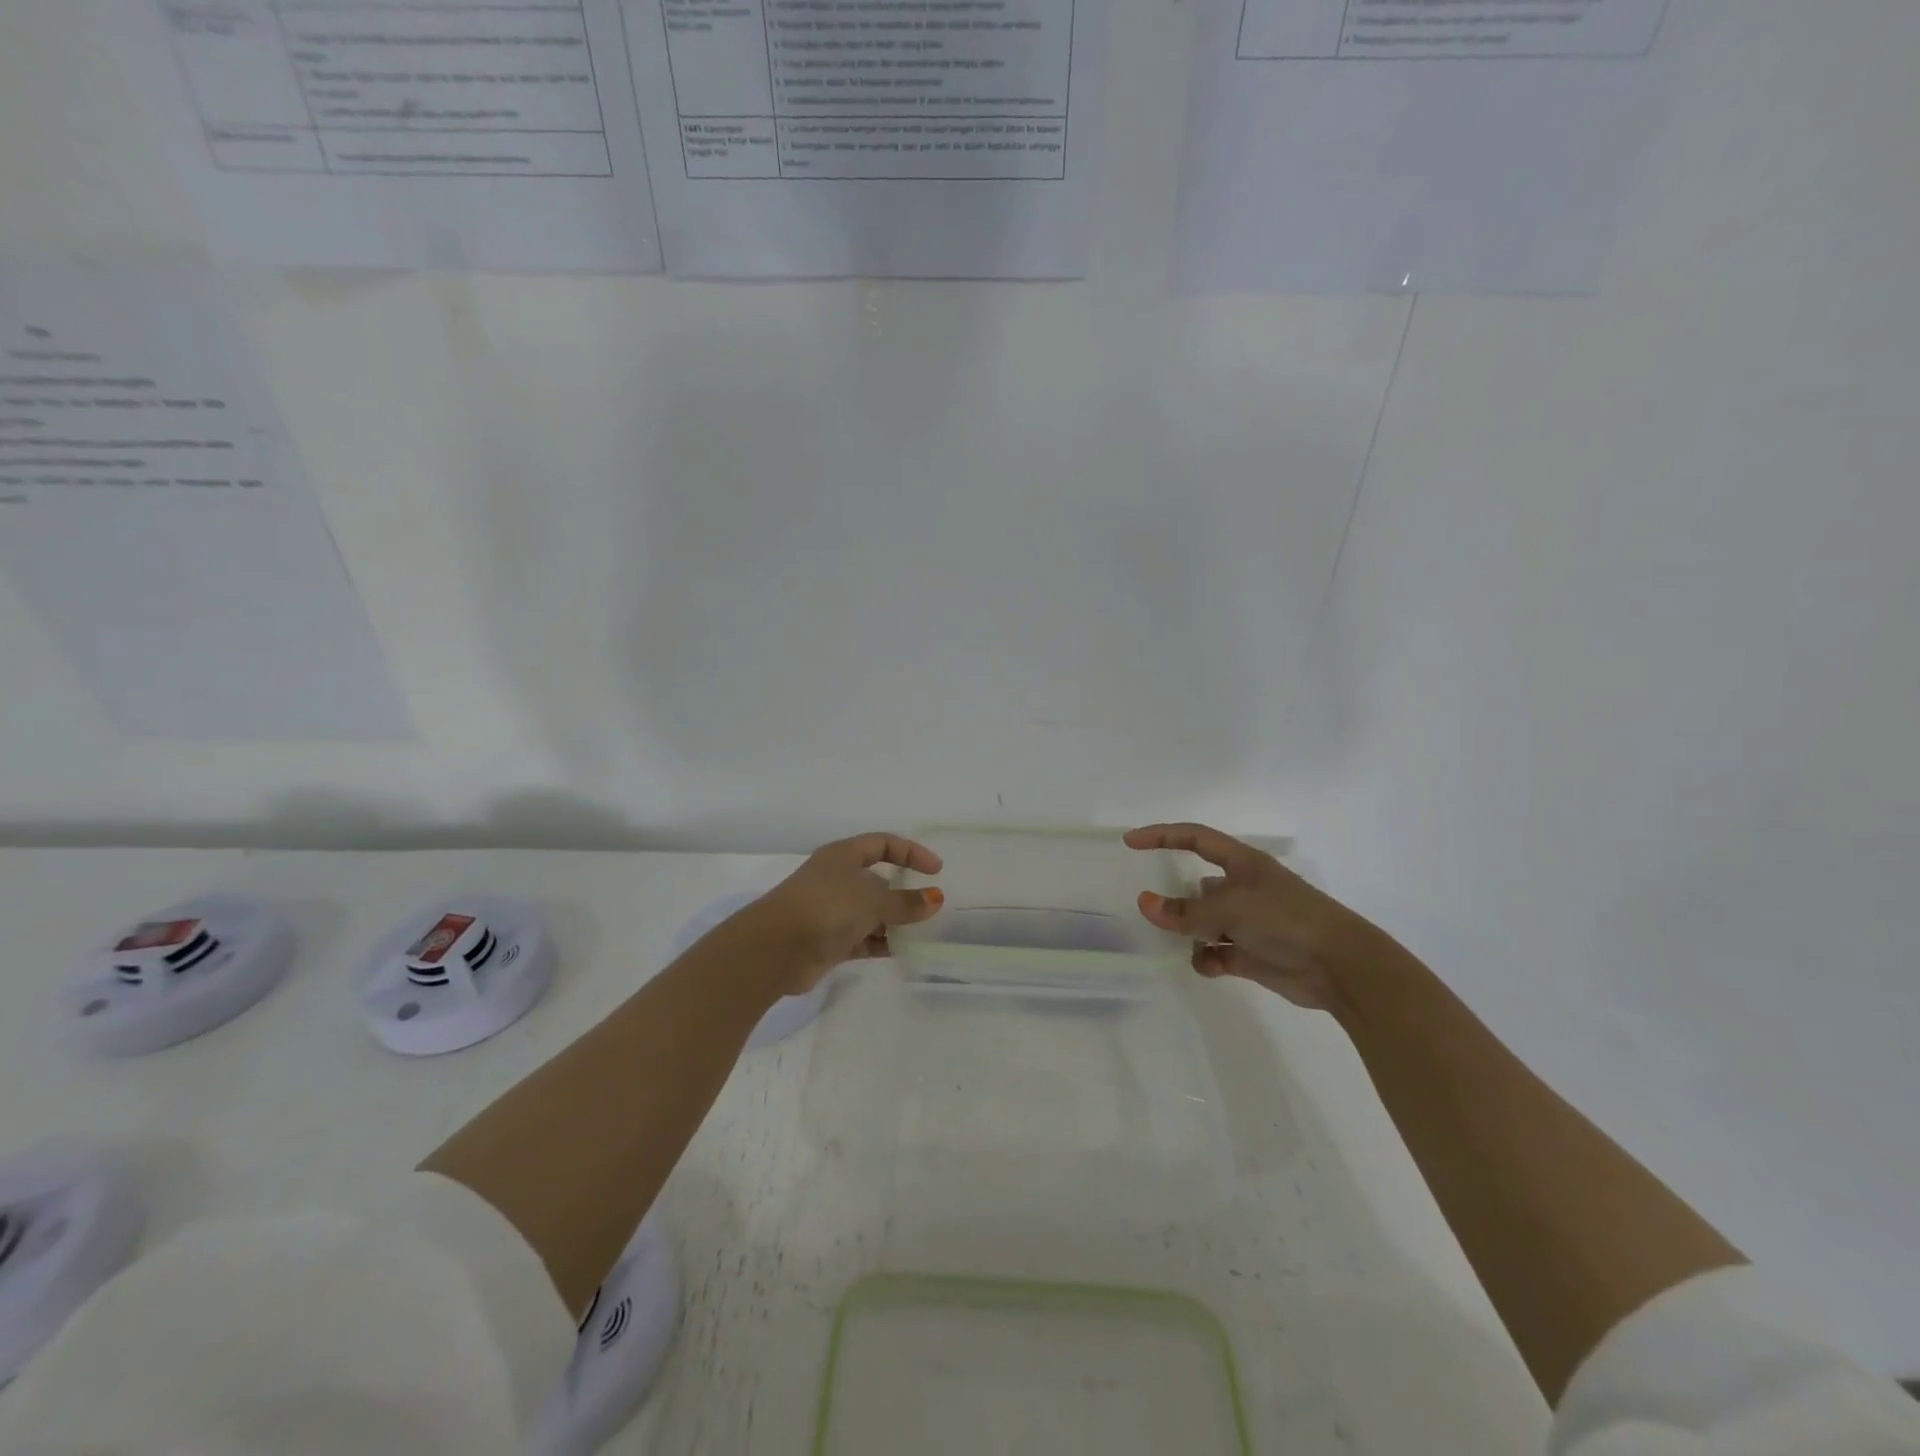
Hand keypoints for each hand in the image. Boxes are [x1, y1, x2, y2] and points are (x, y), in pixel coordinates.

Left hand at [746, 833, 944, 992]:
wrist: (775, 949)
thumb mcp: (873, 900)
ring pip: (872, 912)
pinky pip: (864, 939)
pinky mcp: (829, 941)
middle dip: (904, 892)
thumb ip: (905, 902)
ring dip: (895, 922)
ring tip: (923, 933)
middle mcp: (837, 879)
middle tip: (932, 906)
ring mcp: (831, 911)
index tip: (936, 870)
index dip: (911, 852)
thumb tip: (935, 899)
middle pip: (878, 880)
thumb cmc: (826, 908)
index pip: (883, 844)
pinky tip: (904, 951)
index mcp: (843, 856)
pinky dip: (882, 943)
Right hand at [1124, 823, 1373, 1010]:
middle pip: (1197, 887)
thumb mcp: (1230, 909)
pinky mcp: (1252, 954)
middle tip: (1152, 910)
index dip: (1162, 836)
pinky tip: (1208, 965)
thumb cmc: (1286, 920)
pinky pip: (1217, 953)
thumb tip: (1144, 904)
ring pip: (1204, 922)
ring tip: (1179, 942)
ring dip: (1190, 933)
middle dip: (1177, 899)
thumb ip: (1185, 911)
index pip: (1195, 839)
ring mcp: (1249, 922)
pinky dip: (1208, 959)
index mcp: (1243, 864)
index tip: (1130, 842)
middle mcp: (1244, 889)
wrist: (1341, 967)